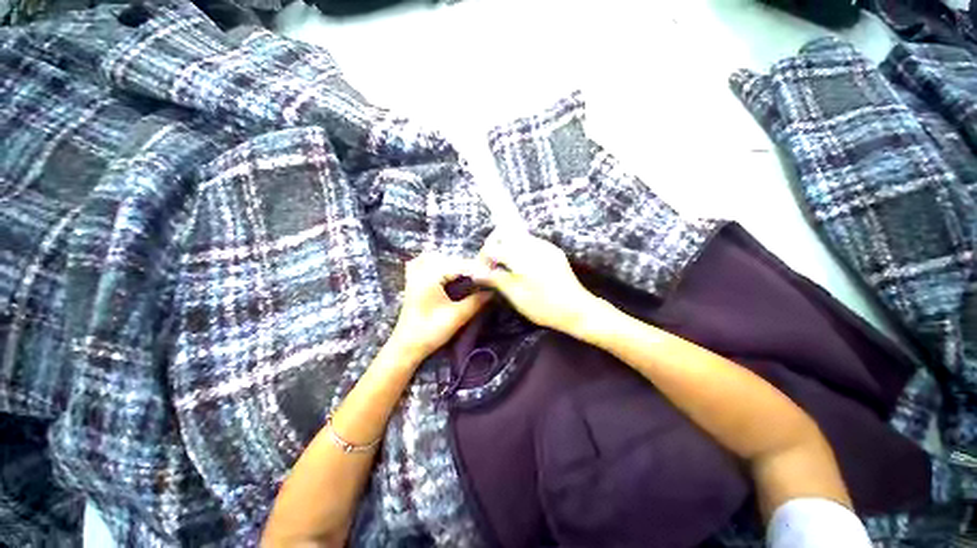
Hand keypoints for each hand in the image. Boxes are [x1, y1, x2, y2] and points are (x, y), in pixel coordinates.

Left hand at [388, 253, 490, 360]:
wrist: (406, 347)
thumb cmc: (431, 331)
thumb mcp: (457, 316)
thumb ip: (476, 301)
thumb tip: (493, 291)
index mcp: (431, 276)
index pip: (459, 265)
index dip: (477, 268)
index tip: (493, 272)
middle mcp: (421, 271)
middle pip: (449, 260)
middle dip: (466, 265)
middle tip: (483, 274)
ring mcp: (414, 276)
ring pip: (435, 259)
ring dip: (452, 264)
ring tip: (468, 274)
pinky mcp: (412, 284)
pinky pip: (421, 264)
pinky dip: (433, 264)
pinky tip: (444, 271)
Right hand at [471, 230, 600, 333]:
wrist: (577, 309)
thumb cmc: (544, 307)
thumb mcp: (516, 296)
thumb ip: (495, 279)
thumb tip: (476, 272)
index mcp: (522, 257)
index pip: (493, 247)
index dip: (483, 257)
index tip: (482, 270)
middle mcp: (534, 245)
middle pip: (505, 232)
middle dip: (494, 245)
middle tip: (491, 264)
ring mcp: (545, 246)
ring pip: (518, 236)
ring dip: (507, 247)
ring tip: (505, 266)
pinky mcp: (553, 250)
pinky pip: (530, 242)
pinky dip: (519, 249)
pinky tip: (521, 266)